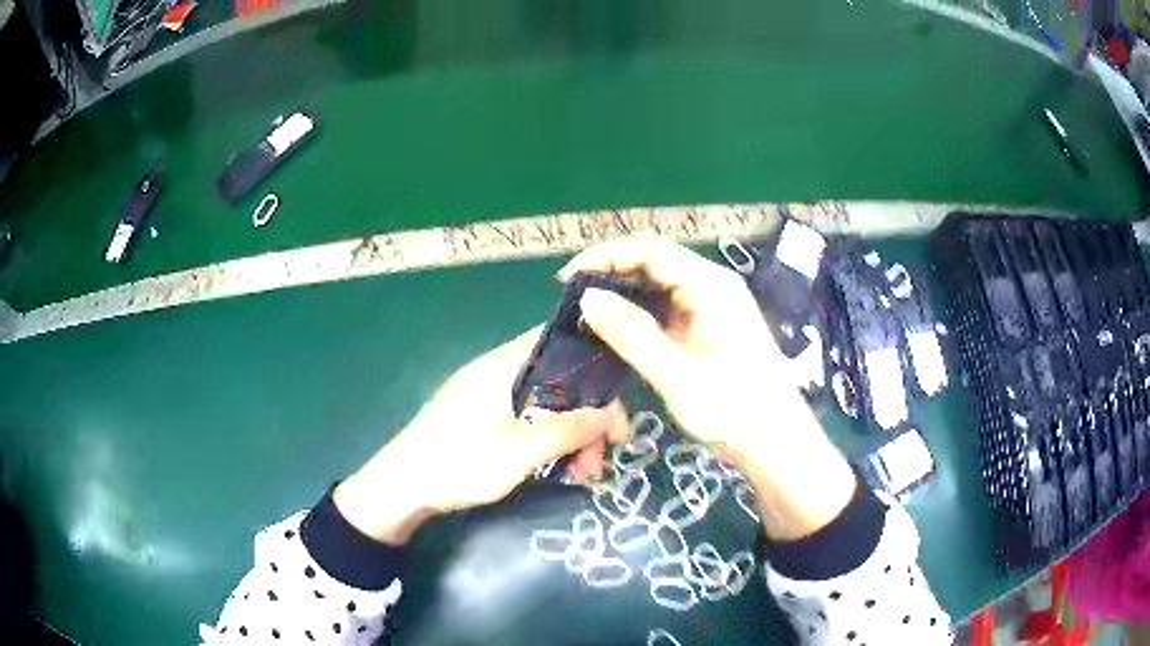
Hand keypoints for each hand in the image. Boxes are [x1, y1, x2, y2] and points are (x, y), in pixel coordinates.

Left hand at [334, 327, 629, 544]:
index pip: (558, 343)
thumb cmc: (456, 464)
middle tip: (604, 456)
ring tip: (584, 474)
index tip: (617, 405)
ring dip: (571, 436)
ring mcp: (488, 398)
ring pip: (545, 406)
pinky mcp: (483, 421)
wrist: (399, 490)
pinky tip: (562, 472)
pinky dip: (549, 443)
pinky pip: (528, 422)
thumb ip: (567, 430)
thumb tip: (612, 412)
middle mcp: (497, 374)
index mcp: (502, 366)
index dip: (595, 366)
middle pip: (558, 381)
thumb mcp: (518, 453)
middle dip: (587, 417)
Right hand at [561, 237, 857, 540]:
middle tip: (571, 300)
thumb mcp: (679, 375)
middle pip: (654, 263)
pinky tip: (615, 332)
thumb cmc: (735, 411)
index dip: (606, 257)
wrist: (776, 444)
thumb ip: (633, 334)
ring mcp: (710, 309)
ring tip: (586, 315)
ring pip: (657, 287)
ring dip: (622, 295)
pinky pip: (665, 311)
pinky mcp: (706, 330)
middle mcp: (712, 288)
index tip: (567, 280)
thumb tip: (587, 297)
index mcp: (712, 286)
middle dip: (610, 274)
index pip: (650, 251)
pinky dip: (637, 316)